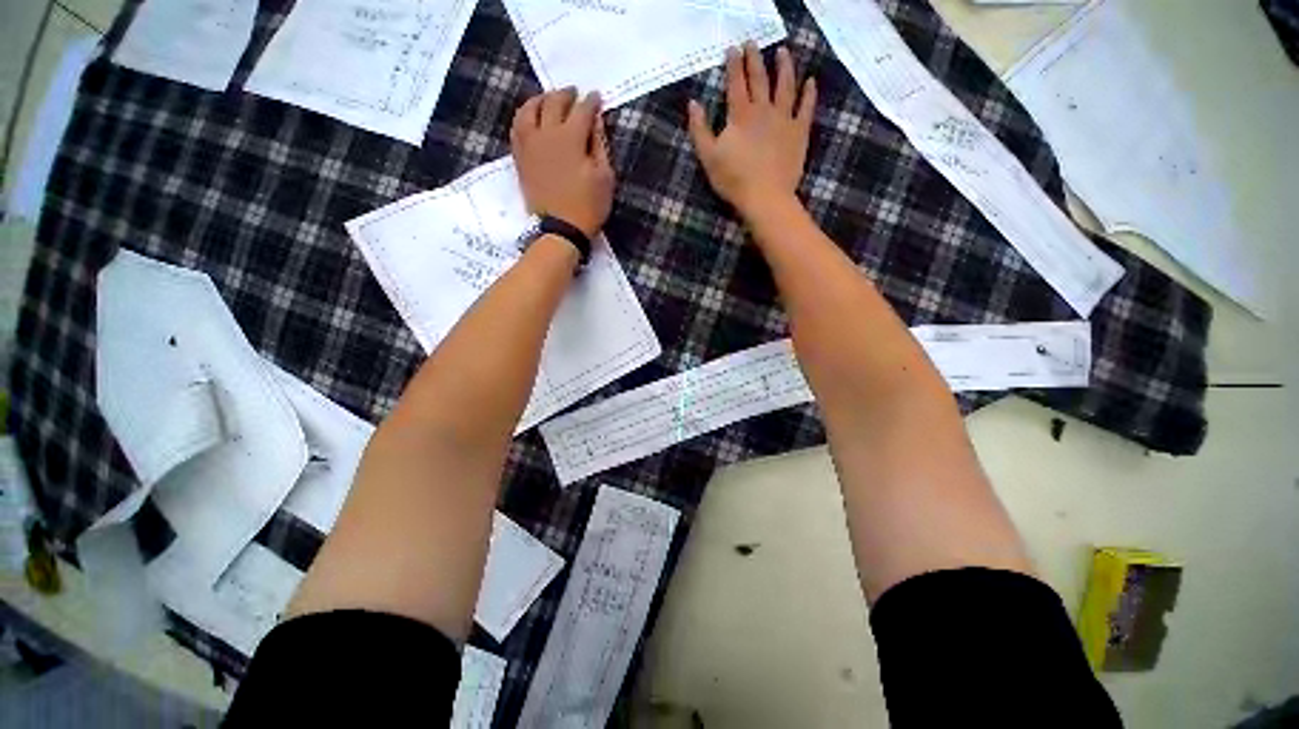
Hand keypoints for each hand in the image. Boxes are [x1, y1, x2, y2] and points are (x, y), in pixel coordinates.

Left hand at [511, 88, 614, 238]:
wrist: (560, 230)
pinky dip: (525, 116)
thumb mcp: (604, 177)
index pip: (582, 110)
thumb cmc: (588, 206)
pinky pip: (517, 127)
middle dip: (566, 95)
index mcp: (571, 138)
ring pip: (529, 109)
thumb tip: (595, 121)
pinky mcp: (520, 157)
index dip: (591, 102)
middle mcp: (546, 134)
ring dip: (541, 100)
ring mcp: (529, 145)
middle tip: (575, 94)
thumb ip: (600, 145)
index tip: (596, 98)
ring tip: (549, 100)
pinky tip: (530, 118)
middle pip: (554, 102)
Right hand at [688, 43, 815, 215]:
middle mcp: (763, 110)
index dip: (733, 64)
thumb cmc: (733, 180)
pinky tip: (810, 82)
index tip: (733, 48)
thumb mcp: (708, 157)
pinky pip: (806, 107)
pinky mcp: (799, 132)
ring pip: (785, 86)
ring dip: (784, 67)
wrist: (765, 197)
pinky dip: (809, 93)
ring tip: (782, 52)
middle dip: (755, 59)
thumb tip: (693, 103)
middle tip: (753, 43)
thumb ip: (699, 129)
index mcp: (740, 115)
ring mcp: (784, 119)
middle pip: (759, 78)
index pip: (735, 83)